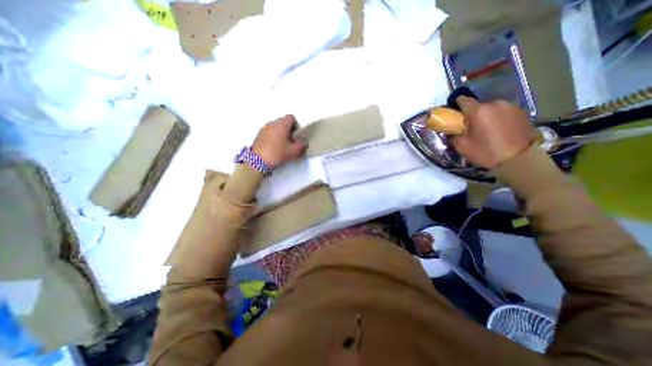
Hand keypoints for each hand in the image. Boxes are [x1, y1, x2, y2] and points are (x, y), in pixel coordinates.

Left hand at [252, 114, 308, 168]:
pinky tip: (273, 146)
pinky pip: (269, 131)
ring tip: (281, 144)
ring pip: (275, 126)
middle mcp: (273, 123)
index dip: (296, 125)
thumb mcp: (294, 151)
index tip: (296, 135)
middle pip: (283, 121)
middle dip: (288, 129)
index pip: (291, 117)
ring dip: (280, 132)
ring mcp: (264, 128)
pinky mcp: (259, 134)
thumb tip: (304, 142)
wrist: (258, 161)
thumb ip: (302, 145)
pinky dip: (273, 135)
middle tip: (290, 140)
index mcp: (282, 125)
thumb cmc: (278, 153)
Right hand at [452, 96, 536, 166]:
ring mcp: (510, 106)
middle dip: (472, 113)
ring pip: (491, 108)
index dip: (456, 105)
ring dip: (486, 115)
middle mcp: (495, 104)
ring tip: (486, 129)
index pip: (463, 99)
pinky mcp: (522, 111)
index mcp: (478, 111)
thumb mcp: (462, 146)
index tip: (454, 113)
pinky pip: (503, 112)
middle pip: (478, 105)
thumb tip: (452, 130)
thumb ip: (453, 135)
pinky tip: (499, 130)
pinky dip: (498, 118)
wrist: (519, 160)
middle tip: (470, 126)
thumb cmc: (486, 152)